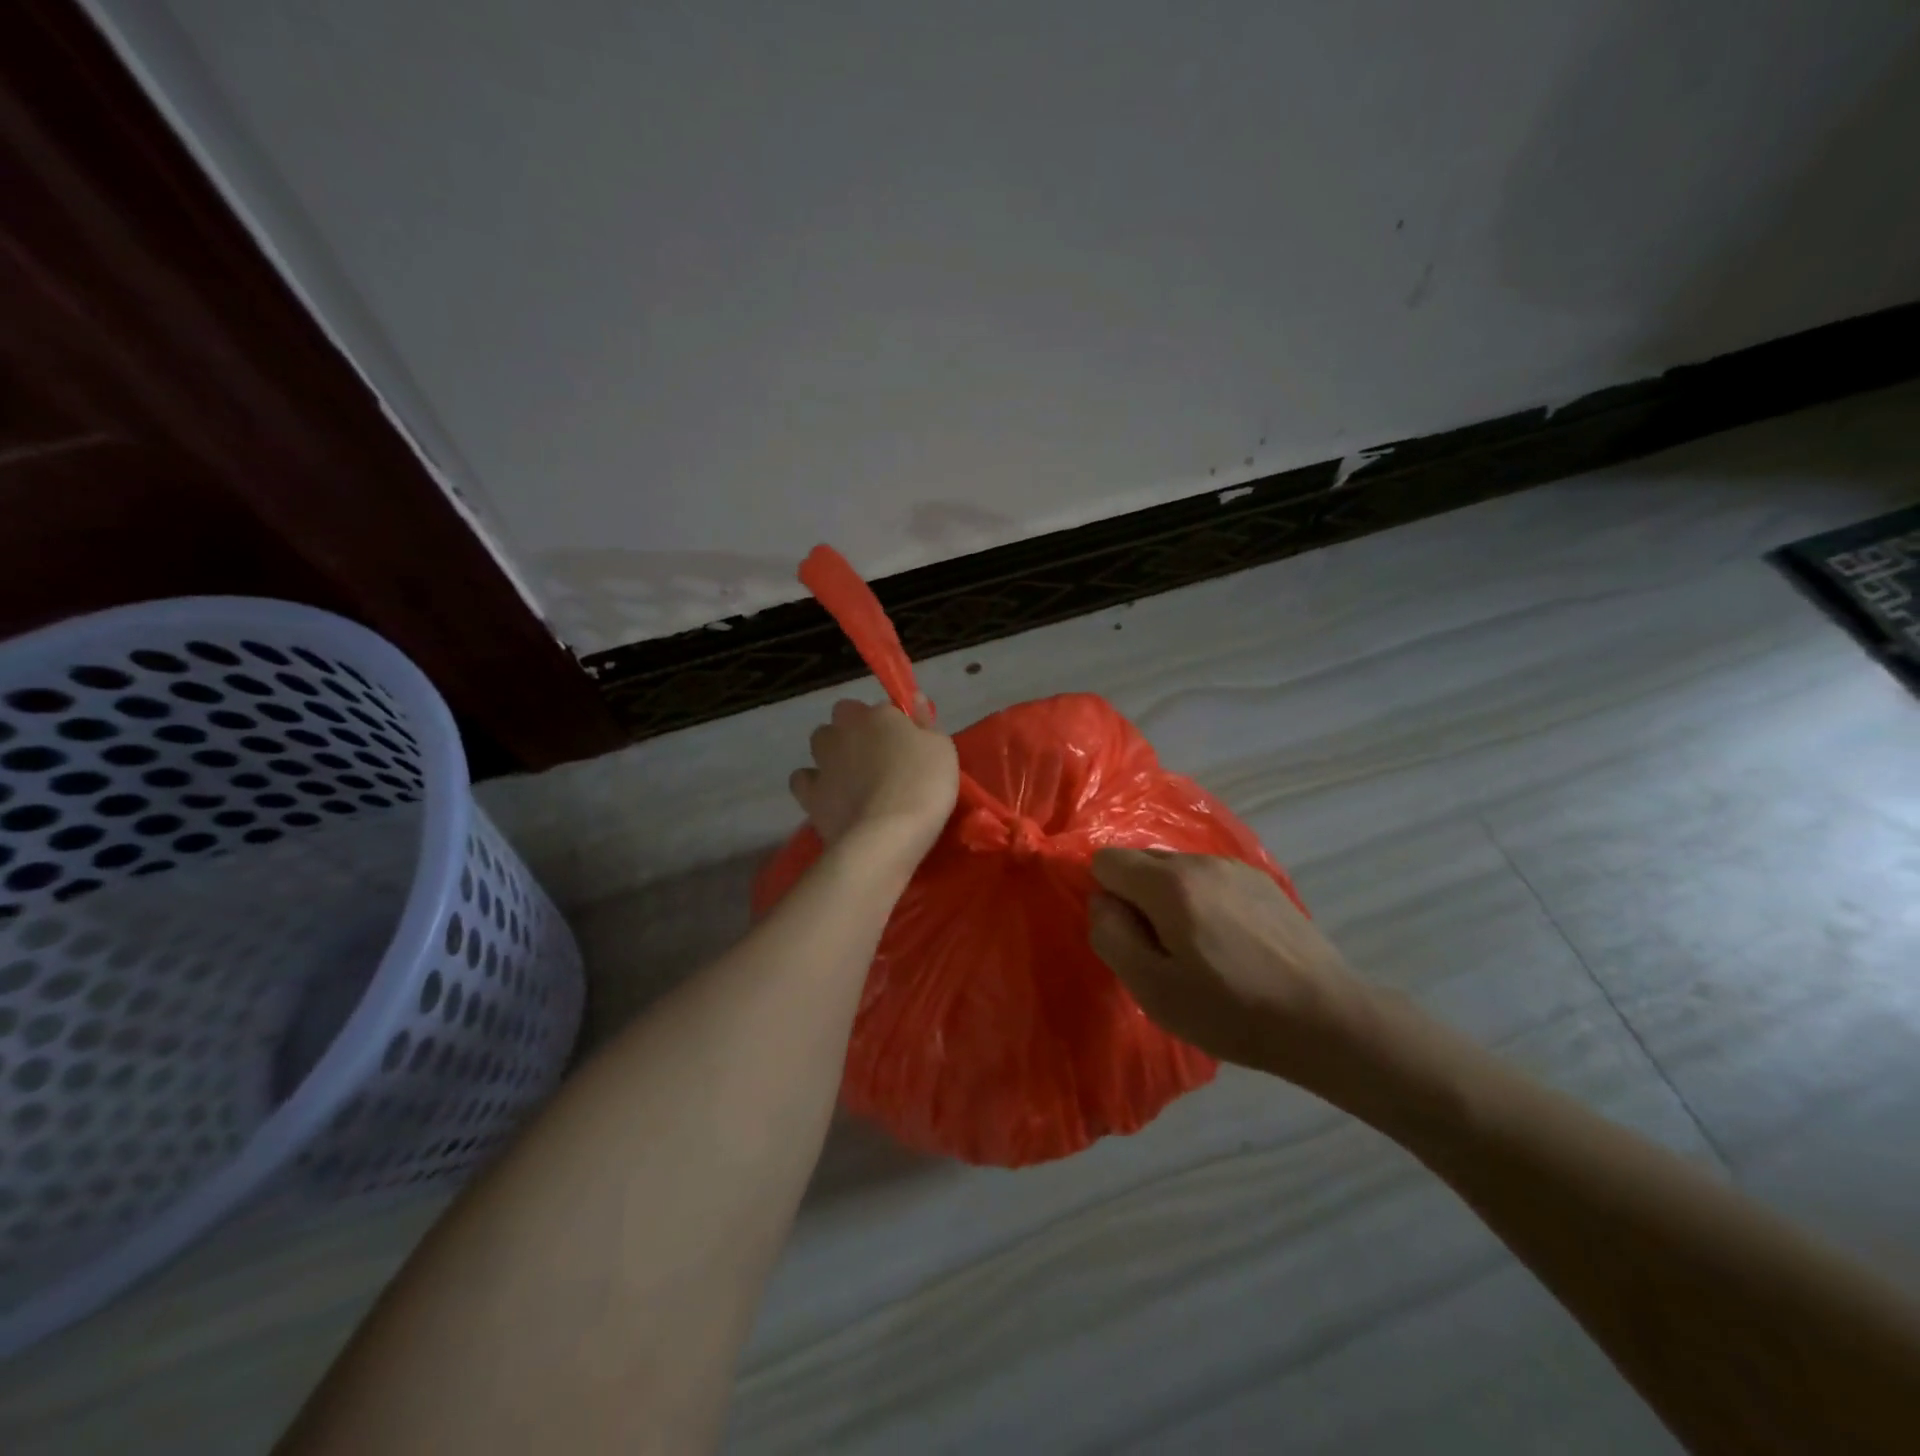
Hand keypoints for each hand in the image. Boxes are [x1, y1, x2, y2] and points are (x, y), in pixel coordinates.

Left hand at [789, 699, 959, 858]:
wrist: (887, 835)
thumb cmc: (924, 786)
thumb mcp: (943, 750)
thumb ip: (927, 722)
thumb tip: (915, 699)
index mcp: (879, 715)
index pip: (883, 708)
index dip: (893, 724)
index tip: (905, 744)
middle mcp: (845, 730)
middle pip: (843, 717)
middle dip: (854, 730)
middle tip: (877, 757)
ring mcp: (823, 761)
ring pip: (820, 742)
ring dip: (832, 753)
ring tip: (851, 778)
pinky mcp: (809, 793)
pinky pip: (803, 779)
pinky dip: (812, 784)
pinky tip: (829, 797)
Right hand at [1088, 850, 1371, 1081]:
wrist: (1327, 1019)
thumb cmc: (1231, 1011)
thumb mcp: (1154, 989)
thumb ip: (1112, 936)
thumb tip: (1102, 902)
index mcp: (1169, 883)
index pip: (1106, 860)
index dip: (1106, 897)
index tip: (1129, 937)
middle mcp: (1199, 860)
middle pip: (1141, 861)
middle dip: (1137, 898)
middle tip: (1162, 950)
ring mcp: (1234, 867)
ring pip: (1177, 870)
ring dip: (1171, 900)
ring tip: (1200, 950)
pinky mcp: (1262, 881)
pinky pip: (1209, 879)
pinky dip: (1203, 902)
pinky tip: (1231, 943)